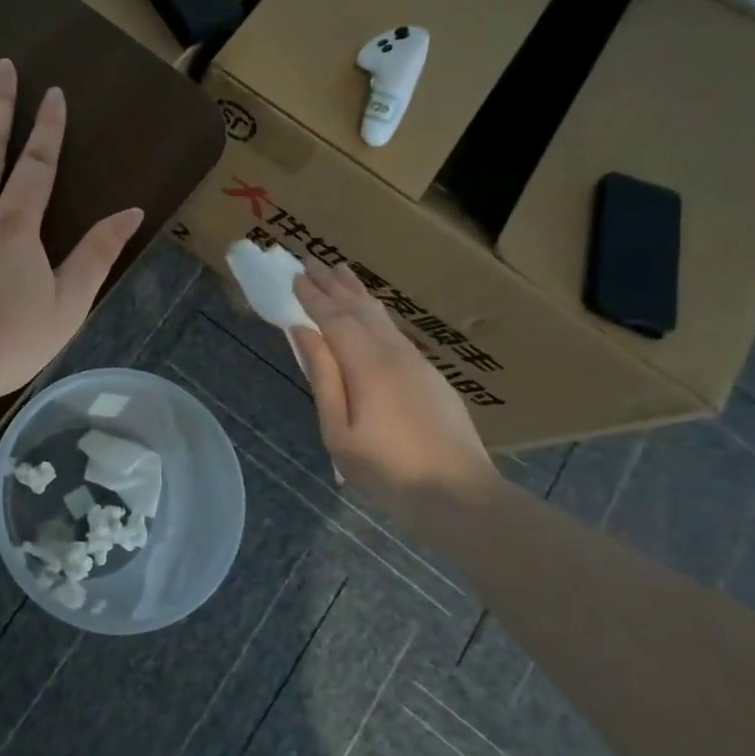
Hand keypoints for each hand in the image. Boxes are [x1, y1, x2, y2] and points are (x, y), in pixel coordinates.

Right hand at [291, 257, 497, 511]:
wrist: (460, 495)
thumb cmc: (388, 470)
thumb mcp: (339, 431)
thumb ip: (322, 377)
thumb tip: (304, 332)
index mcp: (367, 365)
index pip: (334, 318)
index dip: (312, 296)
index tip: (294, 275)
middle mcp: (394, 353)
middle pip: (360, 308)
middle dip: (334, 284)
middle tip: (312, 261)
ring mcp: (418, 363)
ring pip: (382, 317)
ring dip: (357, 293)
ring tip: (341, 272)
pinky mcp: (432, 377)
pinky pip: (395, 332)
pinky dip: (375, 313)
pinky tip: (372, 313)